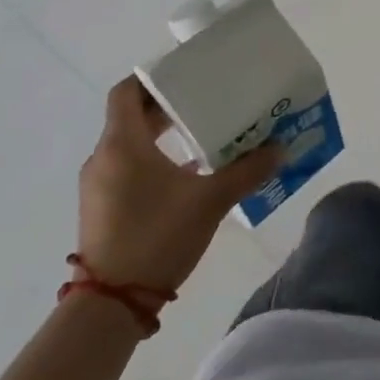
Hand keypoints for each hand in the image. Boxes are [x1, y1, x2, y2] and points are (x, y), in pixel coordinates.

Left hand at [77, 78, 283, 293]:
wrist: (111, 305)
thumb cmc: (156, 238)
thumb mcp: (210, 201)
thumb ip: (247, 171)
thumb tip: (281, 149)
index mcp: (122, 144)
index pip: (127, 92)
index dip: (154, 78)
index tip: (185, 73)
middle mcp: (103, 158)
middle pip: (130, 116)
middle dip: (166, 106)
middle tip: (205, 101)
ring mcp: (98, 185)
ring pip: (128, 143)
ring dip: (160, 135)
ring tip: (201, 135)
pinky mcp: (101, 208)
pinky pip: (125, 167)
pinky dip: (151, 159)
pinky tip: (186, 174)